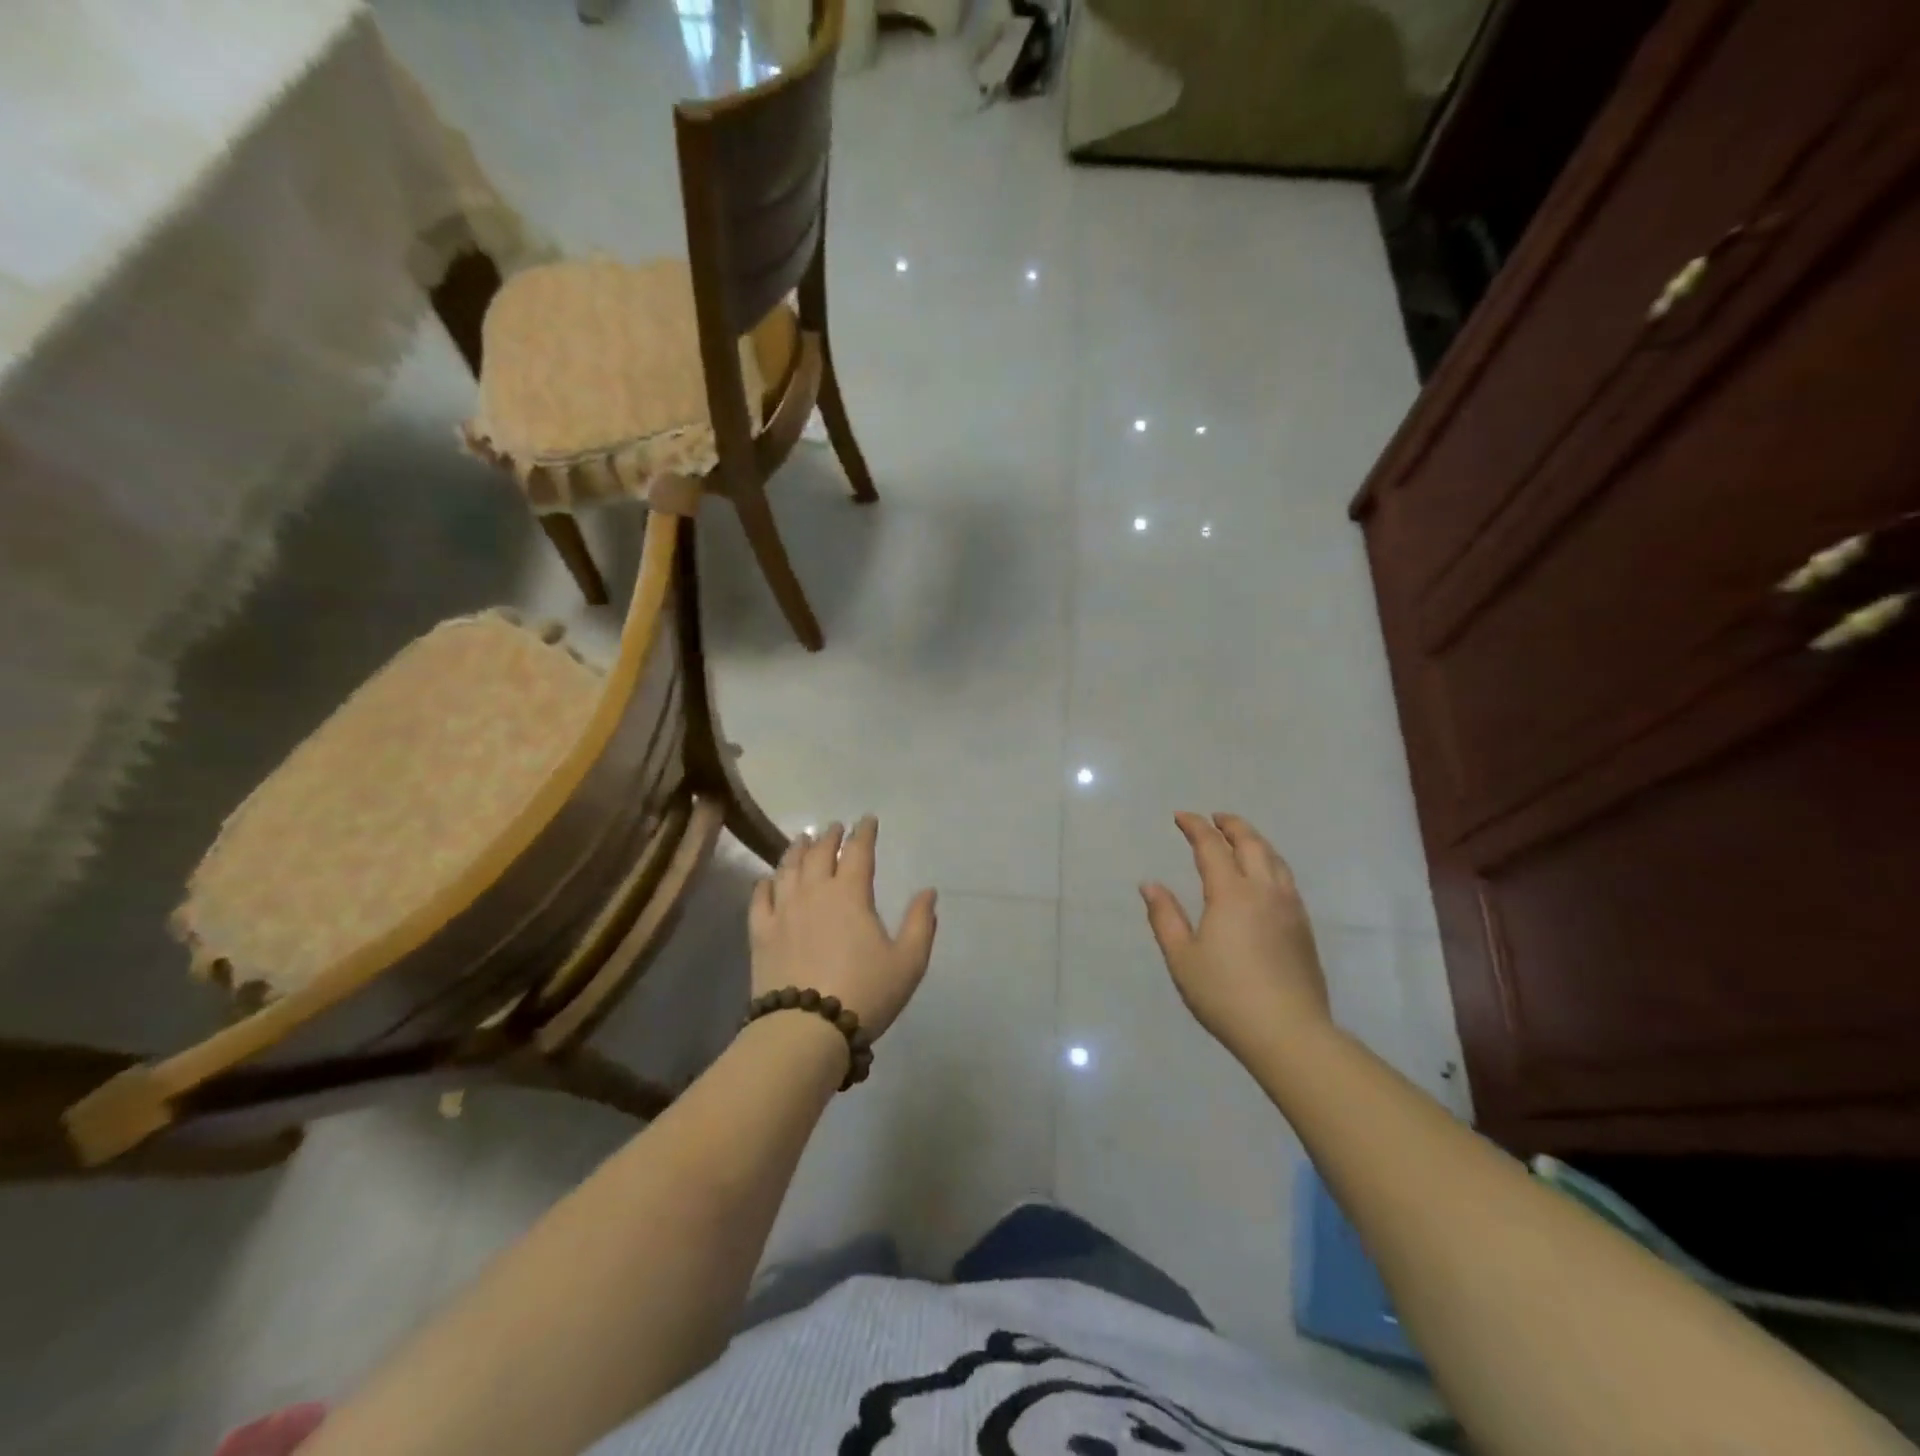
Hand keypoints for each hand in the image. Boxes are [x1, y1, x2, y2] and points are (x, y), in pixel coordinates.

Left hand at [749, 817, 937, 1038]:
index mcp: (851, 894)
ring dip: (797, 850)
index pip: (858, 852)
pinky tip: (768, 879)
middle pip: (819, 853)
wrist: (806, 1029)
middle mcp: (814, 893)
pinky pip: (760, 899)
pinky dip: (765, 883)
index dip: (864, 833)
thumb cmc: (865, 993)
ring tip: (802, 841)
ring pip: (788, 869)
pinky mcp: (761, 934)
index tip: (867, 820)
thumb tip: (928, 892)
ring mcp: (783, 911)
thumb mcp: (908, 962)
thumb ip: (920, 924)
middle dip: (829, 837)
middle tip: (834, 828)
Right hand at [1140, 812, 1331, 1060]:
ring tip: (1240, 838)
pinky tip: (1264, 875)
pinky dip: (1270, 862)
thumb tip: (1150, 885)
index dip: (1195, 827)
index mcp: (1231, 893)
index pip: (1211, 846)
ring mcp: (1289, 907)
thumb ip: (1165, 917)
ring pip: (1275, 858)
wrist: (1289, 1032)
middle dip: (1231, 825)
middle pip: (1251, 843)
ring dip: (1255, 840)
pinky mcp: (1303, 926)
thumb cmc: (1225, 994)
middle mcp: (1264, 890)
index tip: (1181, 817)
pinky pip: (1286, 878)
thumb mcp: (1182, 958)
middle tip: (1215, 818)